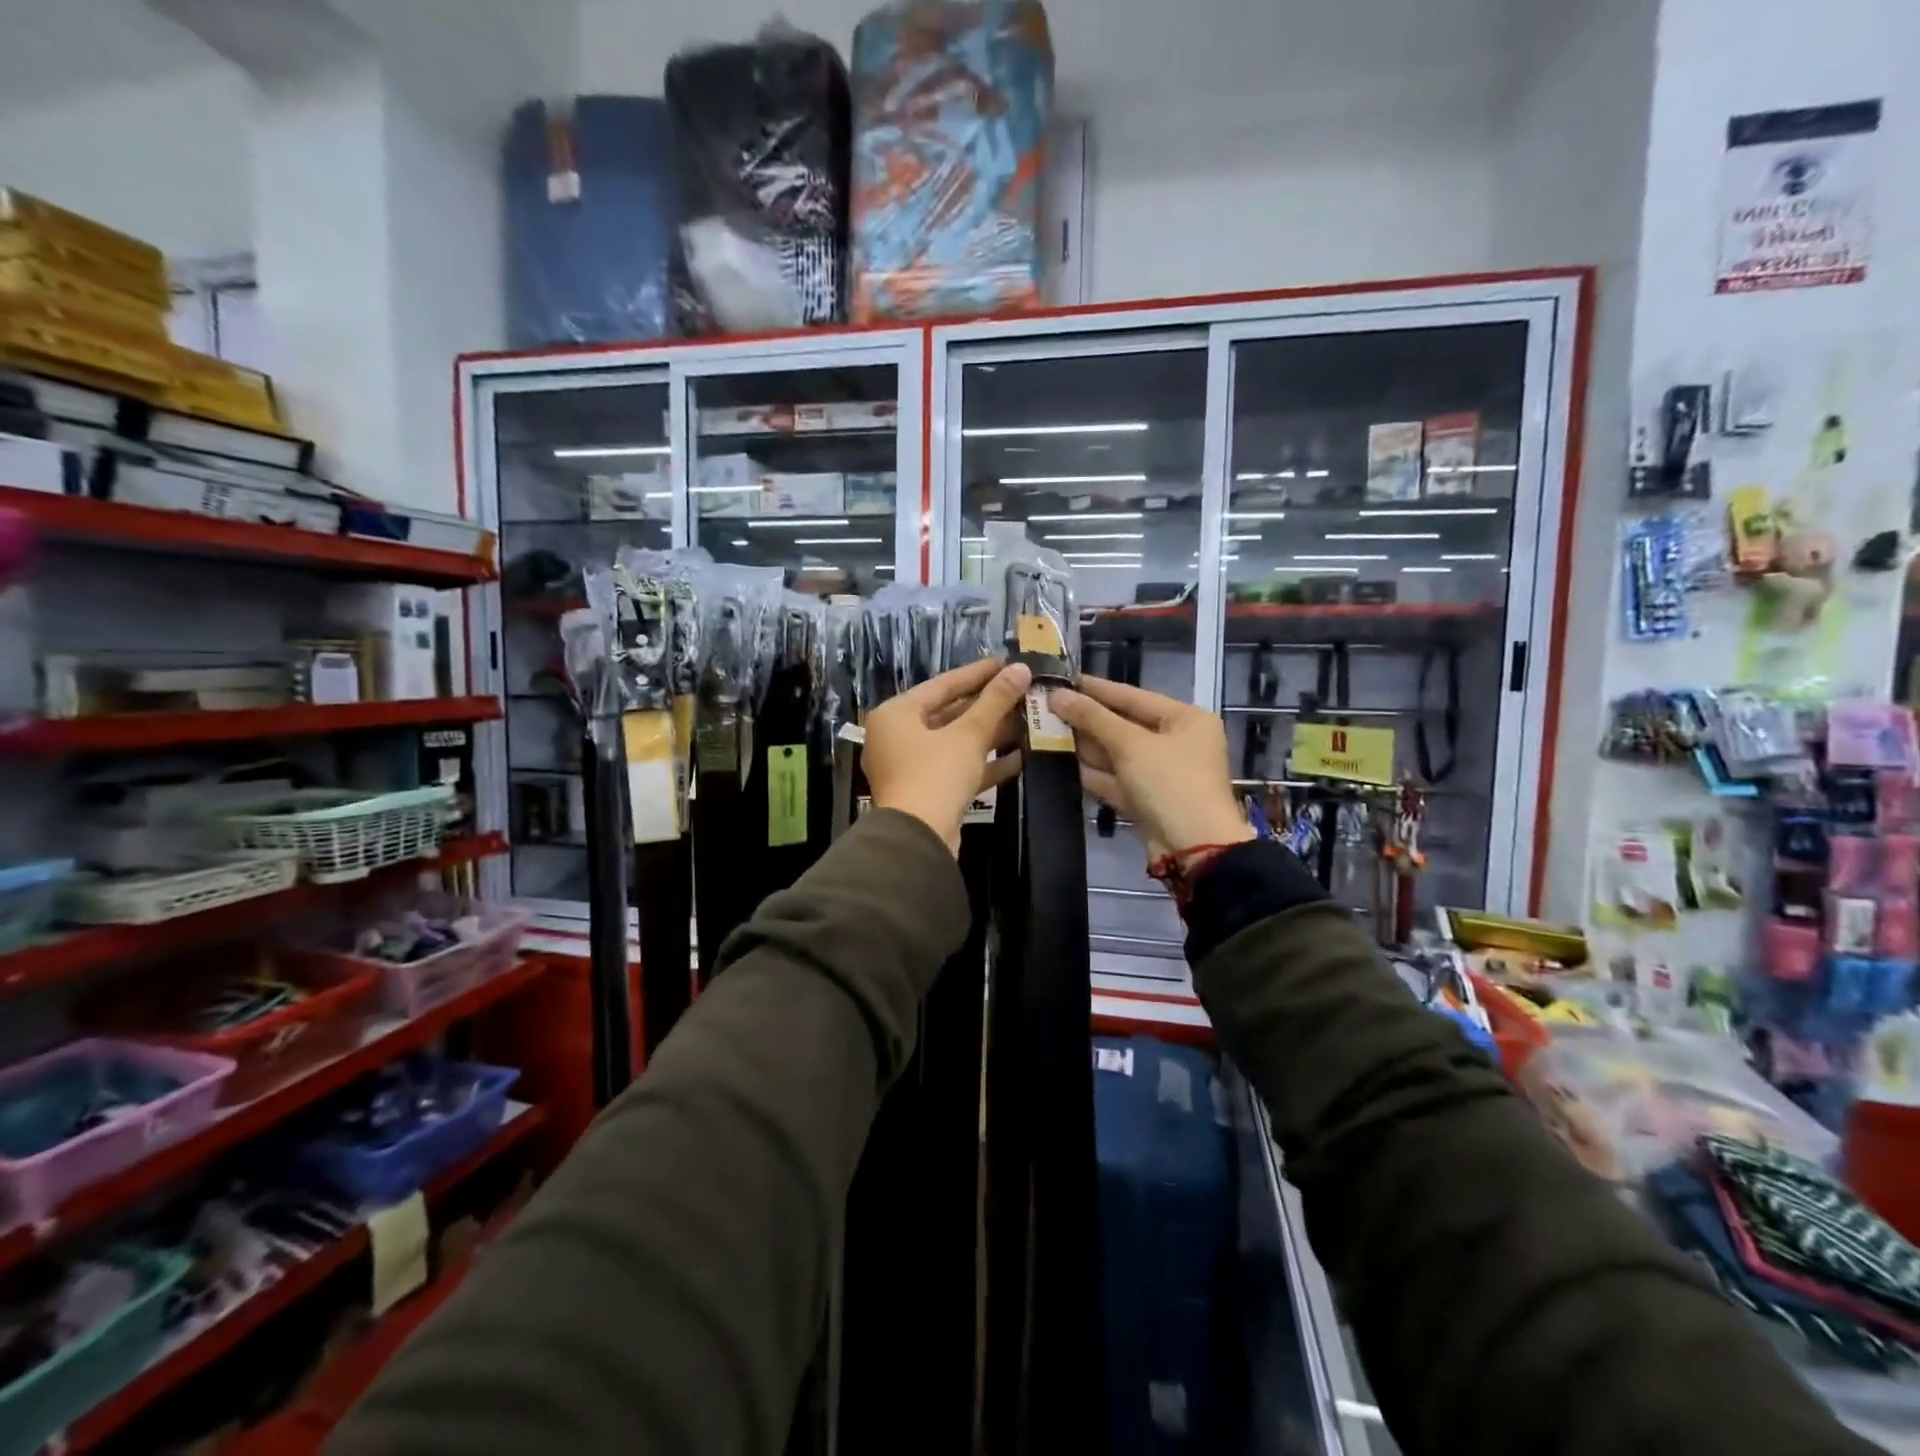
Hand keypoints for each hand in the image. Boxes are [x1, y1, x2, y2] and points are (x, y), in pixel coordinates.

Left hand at [863, 657, 1030, 853]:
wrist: (918, 840)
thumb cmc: (936, 774)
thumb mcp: (969, 734)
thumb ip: (995, 701)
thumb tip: (1021, 669)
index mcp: (896, 714)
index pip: (942, 684)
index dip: (978, 673)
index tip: (1008, 663)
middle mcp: (897, 737)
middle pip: (949, 713)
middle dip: (988, 706)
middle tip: (1022, 692)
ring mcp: (911, 767)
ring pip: (955, 742)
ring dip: (990, 734)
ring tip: (1028, 720)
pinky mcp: (927, 792)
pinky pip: (958, 768)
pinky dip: (985, 762)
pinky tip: (1021, 757)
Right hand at [1050, 676, 1251, 861]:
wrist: (1194, 849)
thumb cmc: (1170, 783)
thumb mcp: (1131, 744)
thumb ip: (1093, 718)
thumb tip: (1057, 694)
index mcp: (1186, 719)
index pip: (1134, 696)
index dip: (1097, 689)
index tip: (1063, 679)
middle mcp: (1178, 743)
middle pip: (1125, 725)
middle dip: (1088, 720)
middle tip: (1047, 707)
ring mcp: (1163, 774)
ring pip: (1119, 754)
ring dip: (1086, 747)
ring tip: (1046, 732)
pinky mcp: (1149, 801)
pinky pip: (1118, 780)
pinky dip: (1095, 774)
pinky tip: (1062, 765)